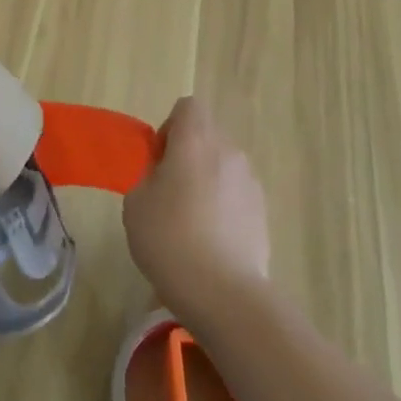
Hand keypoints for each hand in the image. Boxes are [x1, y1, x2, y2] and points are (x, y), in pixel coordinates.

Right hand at [123, 97, 268, 322]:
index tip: (159, 162)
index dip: (170, 128)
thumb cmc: (170, 238)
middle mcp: (228, 150)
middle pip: (207, 136)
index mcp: (195, 139)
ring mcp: (251, 181)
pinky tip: (212, 244)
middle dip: (189, 156)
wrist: (224, 293)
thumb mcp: (136, 203)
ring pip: (224, 166)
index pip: (188, 107)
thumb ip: (148, 176)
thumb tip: (164, 177)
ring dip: (208, 182)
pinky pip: (237, 195)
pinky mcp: (263, 212)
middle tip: (170, 194)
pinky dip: (225, 208)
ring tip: (192, 224)